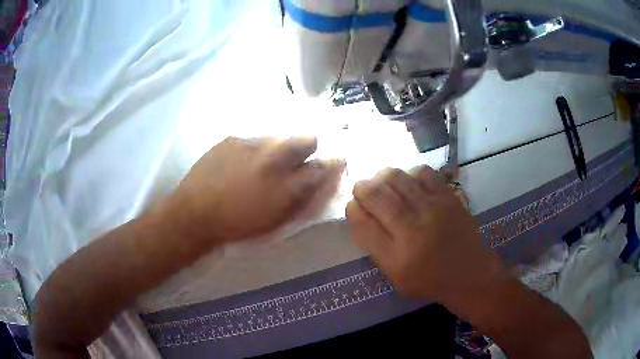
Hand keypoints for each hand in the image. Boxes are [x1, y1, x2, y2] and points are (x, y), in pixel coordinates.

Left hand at [166, 136, 344, 243]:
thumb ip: (304, 201)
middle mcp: (275, 158)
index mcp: (288, 184)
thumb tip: (324, 184)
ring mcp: (252, 144)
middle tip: (295, 161)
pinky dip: (252, 151)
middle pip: (307, 139)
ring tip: (260, 166)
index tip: (334, 163)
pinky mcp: (232, 139)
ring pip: (278, 138)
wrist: (195, 215)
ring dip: (276, 150)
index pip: (325, 166)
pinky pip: (252, 140)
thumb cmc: (238, 226)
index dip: (333, 164)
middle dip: (308, 148)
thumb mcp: (277, 221)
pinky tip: (238, 165)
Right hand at [346, 167, 503, 304]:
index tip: (353, 206)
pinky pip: (422, 172)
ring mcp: (433, 209)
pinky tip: (408, 183)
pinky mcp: (448, 197)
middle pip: (377, 196)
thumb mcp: (395, 276)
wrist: (469, 273)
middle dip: (362, 188)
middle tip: (362, 189)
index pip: (363, 224)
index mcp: (396, 257)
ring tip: (382, 183)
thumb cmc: (429, 280)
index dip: (353, 209)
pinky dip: (409, 173)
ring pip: (397, 178)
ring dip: (381, 177)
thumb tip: (359, 214)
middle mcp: (413, 229)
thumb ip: (375, 246)